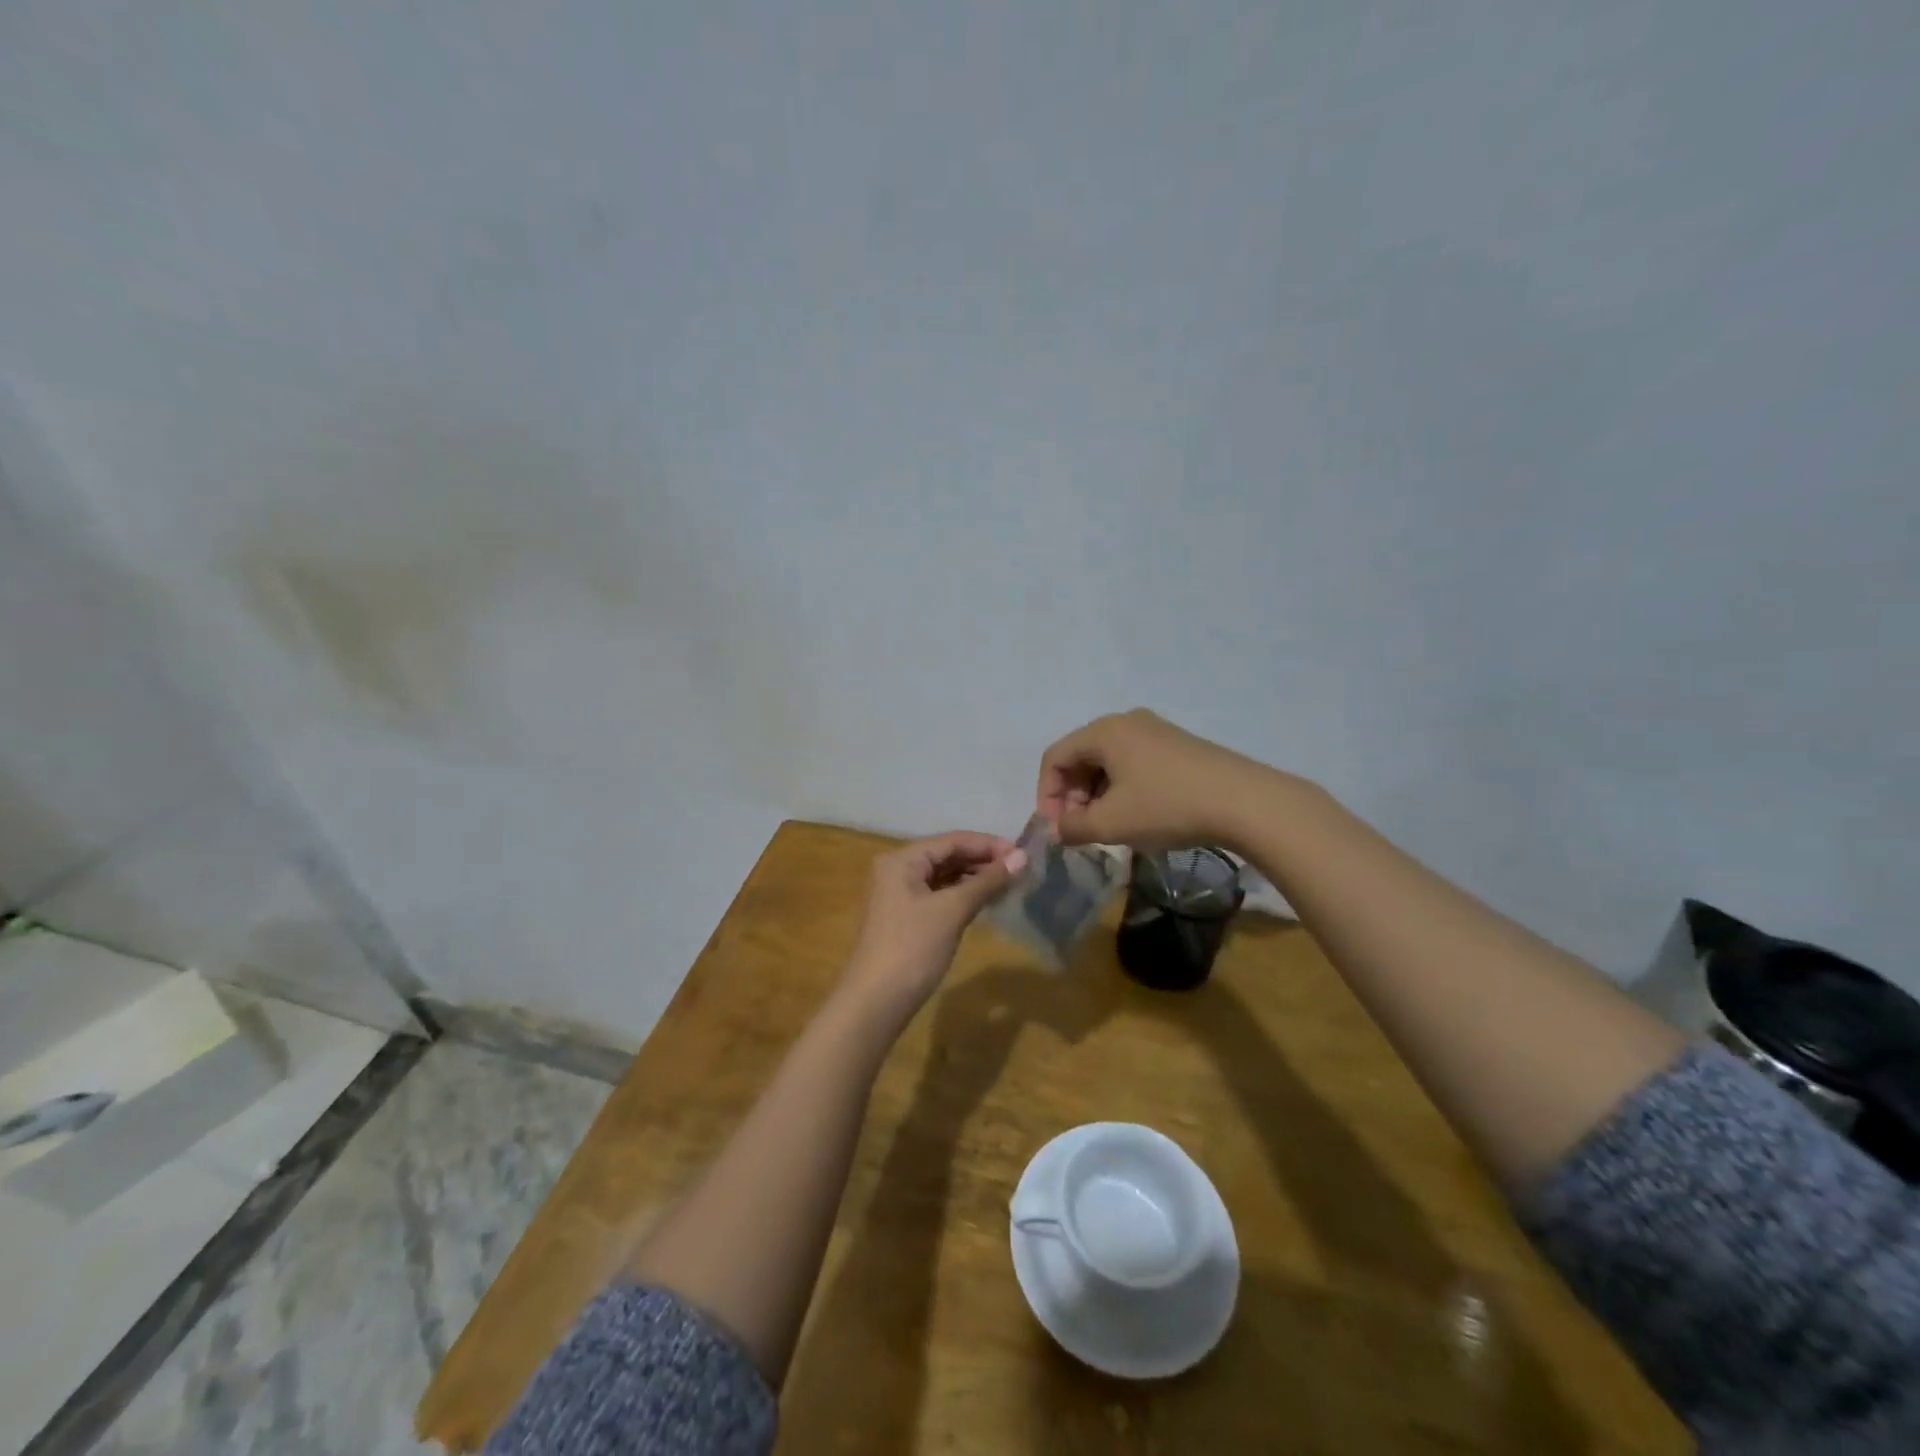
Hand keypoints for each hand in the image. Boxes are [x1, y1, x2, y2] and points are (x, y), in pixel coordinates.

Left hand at [840, 832, 1026, 1021]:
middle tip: (1020, 870)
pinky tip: (986, 901)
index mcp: (902, 859)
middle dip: (983, 861)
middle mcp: (897, 870)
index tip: (1023, 854)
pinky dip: (962, 895)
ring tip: (1009, 884)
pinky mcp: (906, 917)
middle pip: (947, 856)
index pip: (952, 841)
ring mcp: (899, 894)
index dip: (988, 845)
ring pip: (944, 876)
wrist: (876, 1001)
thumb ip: (987, 882)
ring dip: (975, 878)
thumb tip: (1022, 858)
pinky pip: (939, 895)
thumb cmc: (913, 948)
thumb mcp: (952, 910)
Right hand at [1037, 709, 1270, 849]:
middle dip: (1073, 796)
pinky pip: (1133, 763)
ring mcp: (1156, 731)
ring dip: (1097, 796)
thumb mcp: (1112, 823)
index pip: (1055, 758)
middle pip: (1081, 757)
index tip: (1057, 829)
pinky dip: (1122, 789)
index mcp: (1104, 731)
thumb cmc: (1167, 806)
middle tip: (1080, 830)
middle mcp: (1126, 722)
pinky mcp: (1178, 746)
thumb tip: (1057, 830)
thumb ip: (1074, 827)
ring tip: (1108, 828)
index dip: (1047, 795)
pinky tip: (1137, 816)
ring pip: (1108, 762)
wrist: (1245, 802)